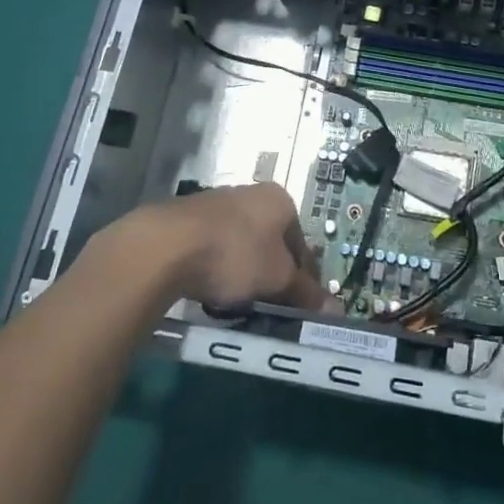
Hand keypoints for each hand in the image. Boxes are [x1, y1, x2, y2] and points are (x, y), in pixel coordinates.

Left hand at [136, 183, 325, 309]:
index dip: (305, 279)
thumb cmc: (236, 255)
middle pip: (272, 242)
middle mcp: (251, 193)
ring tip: (238, 301)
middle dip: (272, 274)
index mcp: (280, 200)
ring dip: (244, 271)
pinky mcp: (190, 218)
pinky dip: (218, 267)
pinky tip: (211, 288)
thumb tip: (335, 309)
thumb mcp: (277, 279)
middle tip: (269, 306)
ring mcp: (218, 203)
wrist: (168, 245)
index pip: (302, 244)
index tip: (301, 308)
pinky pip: (214, 247)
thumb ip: (304, 292)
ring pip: (243, 244)